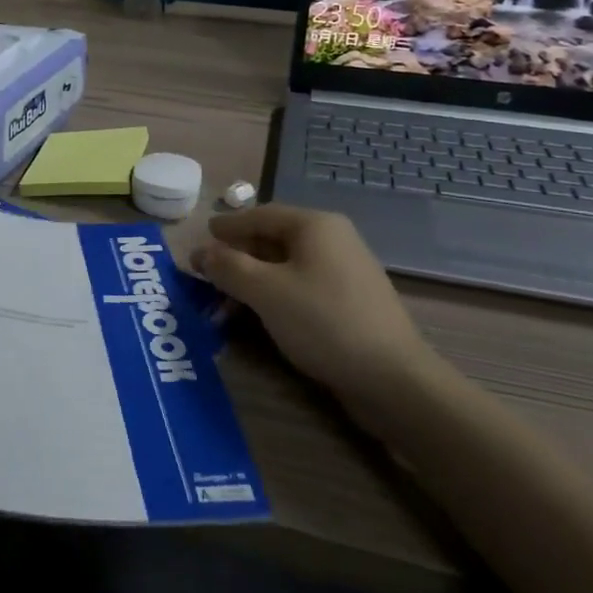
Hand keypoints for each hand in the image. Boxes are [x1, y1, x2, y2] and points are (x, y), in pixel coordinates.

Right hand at [192, 204, 429, 398]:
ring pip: (286, 266)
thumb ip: (228, 267)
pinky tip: (259, 317)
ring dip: (253, 281)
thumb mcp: (265, 291)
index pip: (261, 215)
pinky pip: (302, 286)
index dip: (228, 226)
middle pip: (273, 239)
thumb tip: (200, 252)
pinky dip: (275, 295)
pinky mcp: (350, 301)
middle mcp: (333, 239)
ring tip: (225, 305)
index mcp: (315, 226)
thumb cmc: (323, 321)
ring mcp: (345, 271)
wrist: (392, 377)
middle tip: (208, 274)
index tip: (202, 235)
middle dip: (237, 257)